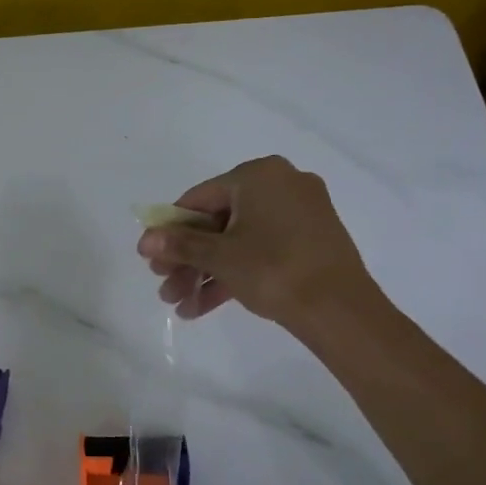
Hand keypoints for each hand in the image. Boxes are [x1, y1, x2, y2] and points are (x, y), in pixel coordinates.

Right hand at [135, 155, 378, 325]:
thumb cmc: (273, 269)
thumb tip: (145, 240)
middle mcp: (281, 184)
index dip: (170, 230)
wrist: (340, 309)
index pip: (199, 198)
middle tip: (165, 287)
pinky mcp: (310, 241)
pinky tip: (204, 307)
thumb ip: (179, 245)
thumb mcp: (219, 257)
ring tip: (180, 305)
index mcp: (258, 175)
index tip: (152, 259)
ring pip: (238, 241)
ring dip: (206, 273)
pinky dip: (235, 274)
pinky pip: (261, 251)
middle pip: (218, 222)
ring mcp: (300, 213)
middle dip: (188, 259)